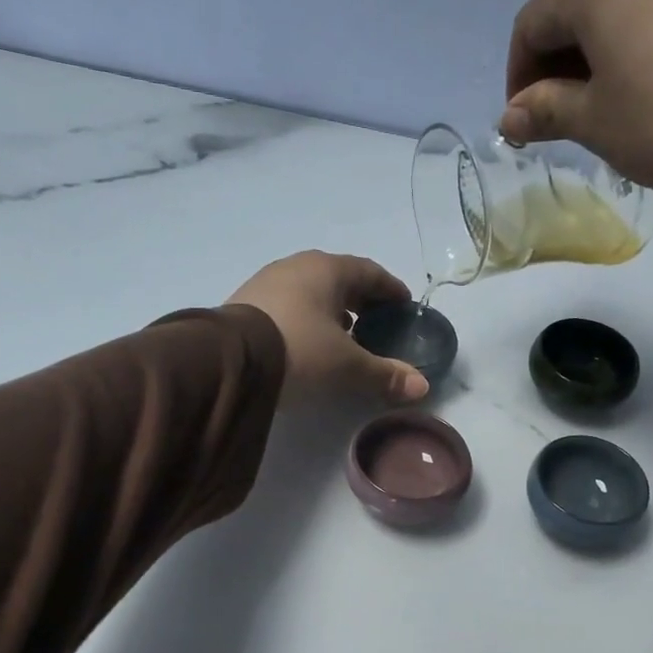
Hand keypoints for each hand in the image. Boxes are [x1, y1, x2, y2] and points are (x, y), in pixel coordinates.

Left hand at [226, 251, 429, 403]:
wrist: (229, 361)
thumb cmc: (300, 351)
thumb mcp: (347, 367)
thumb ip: (385, 374)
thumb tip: (422, 386)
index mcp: (328, 270)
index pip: (370, 272)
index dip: (391, 290)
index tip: (405, 306)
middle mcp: (297, 266)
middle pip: (340, 279)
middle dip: (361, 301)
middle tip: (378, 324)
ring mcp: (267, 282)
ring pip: (311, 292)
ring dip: (332, 311)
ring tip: (345, 337)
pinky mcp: (246, 304)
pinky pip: (289, 306)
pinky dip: (307, 320)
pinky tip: (308, 343)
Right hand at [501, 0, 652, 207]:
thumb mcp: (596, 123)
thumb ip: (547, 110)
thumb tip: (511, 114)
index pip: (533, 23)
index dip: (519, 76)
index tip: (526, 122)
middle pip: (583, 2)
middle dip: (564, 59)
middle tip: (568, 114)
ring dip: (611, 44)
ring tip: (621, 97)